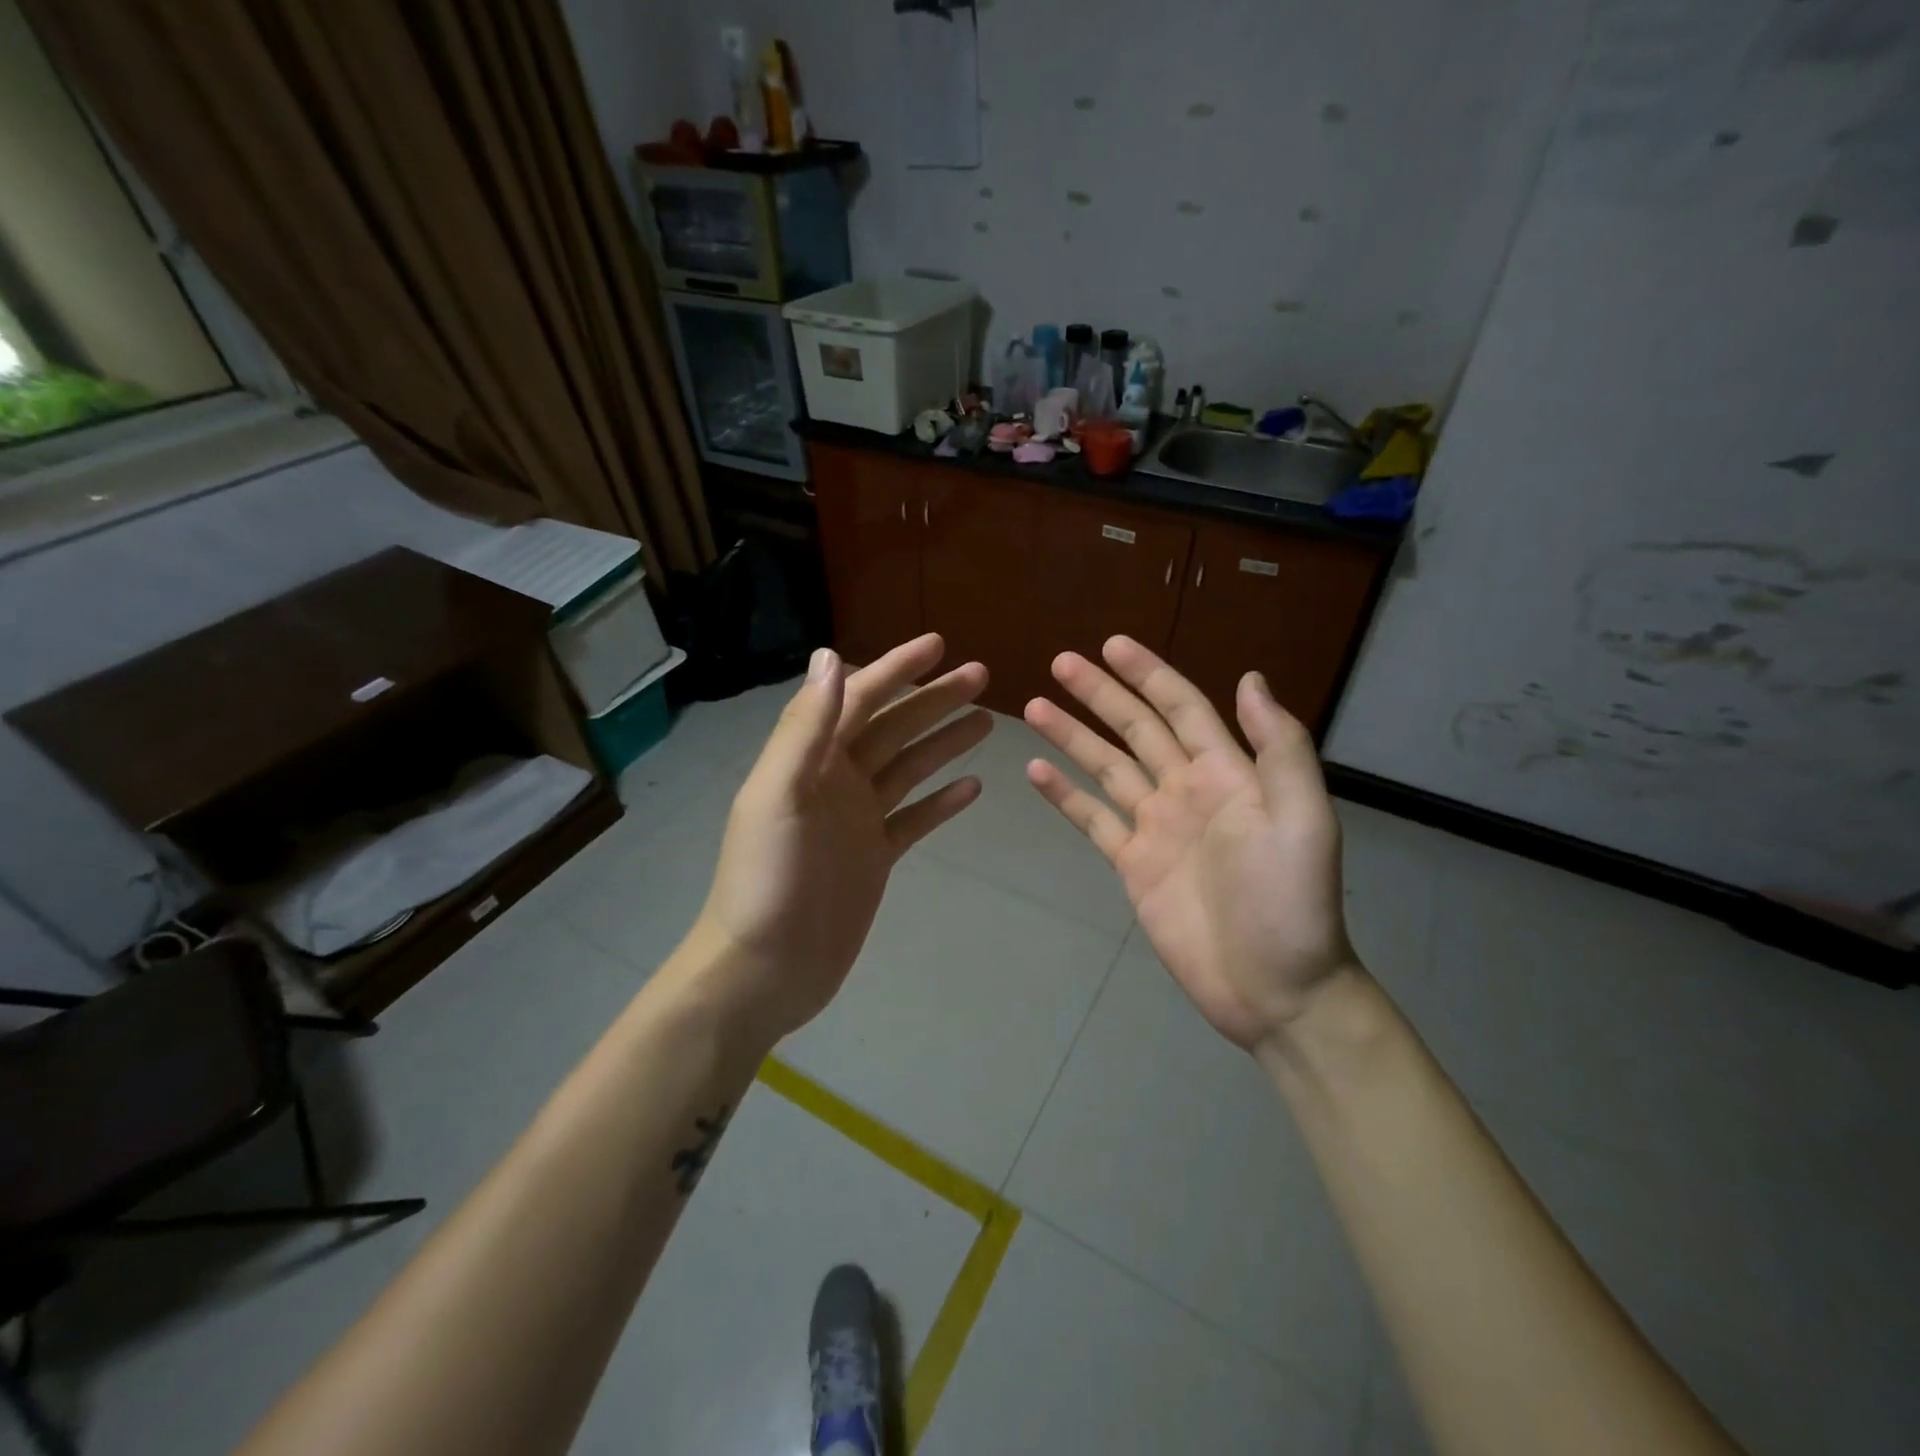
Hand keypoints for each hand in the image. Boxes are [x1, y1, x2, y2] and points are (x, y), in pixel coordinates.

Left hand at [689, 634, 991, 1046]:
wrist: (764, 969)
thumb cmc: (767, 880)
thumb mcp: (779, 795)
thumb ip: (806, 728)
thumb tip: (830, 656)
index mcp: (810, 759)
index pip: (859, 698)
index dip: (897, 669)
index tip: (938, 644)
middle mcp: (836, 780)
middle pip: (893, 727)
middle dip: (934, 699)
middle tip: (981, 675)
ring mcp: (858, 819)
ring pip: (909, 767)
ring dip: (944, 741)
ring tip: (988, 720)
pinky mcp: (875, 856)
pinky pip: (914, 818)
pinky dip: (941, 801)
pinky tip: (973, 786)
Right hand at [1024, 637, 1357, 1052]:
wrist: (1273, 986)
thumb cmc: (1290, 901)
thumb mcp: (1302, 819)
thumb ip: (1278, 748)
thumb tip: (1250, 678)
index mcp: (1226, 773)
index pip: (1181, 708)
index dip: (1149, 674)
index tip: (1112, 645)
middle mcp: (1186, 790)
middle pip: (1135, 729)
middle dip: (1099, 694)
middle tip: (1060, 662)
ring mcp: (1155, 827)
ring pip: (1106, 768)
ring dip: (1072, 736)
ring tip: (1034, 707)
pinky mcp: (1132, 864)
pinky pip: (1093, 819)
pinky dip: (1064, 796)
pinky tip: (1035, 771)